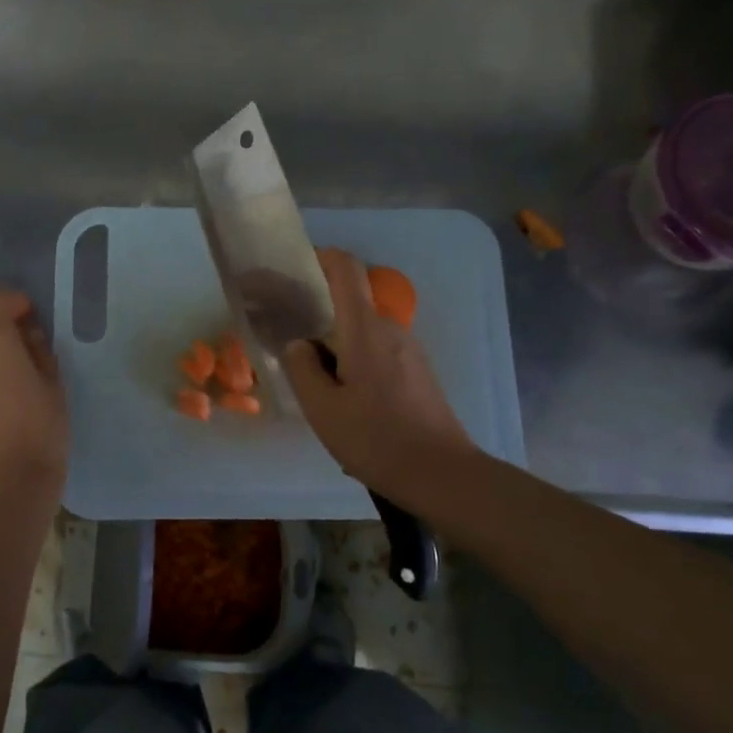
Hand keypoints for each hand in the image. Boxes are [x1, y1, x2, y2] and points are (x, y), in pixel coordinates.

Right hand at [281, 248, 476, 498]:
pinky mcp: (419, 373)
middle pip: (351, 303)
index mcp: (365, 329)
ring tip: (314, 380)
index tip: (296, 267)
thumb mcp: (323, 408)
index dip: (322, 257)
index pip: (346, 270)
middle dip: (320, 313)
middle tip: (290, 337)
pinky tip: (346, 401)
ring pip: (364, 333)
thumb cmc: (377, 439)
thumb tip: (300, 344)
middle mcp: (390, 329)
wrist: (442, 475)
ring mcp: (410, 351)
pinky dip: (356, 362)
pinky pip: (379, 353)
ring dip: (337, 345)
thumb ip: (303, 368)